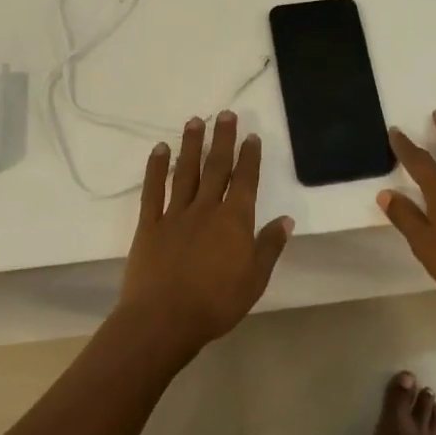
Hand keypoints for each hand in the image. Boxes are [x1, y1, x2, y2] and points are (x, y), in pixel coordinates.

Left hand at [118, 111, 292, 357]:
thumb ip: (269, 247)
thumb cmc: (215, 304)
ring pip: (185, 172)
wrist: (163, 320)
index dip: (249, 157)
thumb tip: (286, 219)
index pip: (245, 181)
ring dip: (191, 145)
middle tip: (225, 114)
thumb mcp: (255, 280)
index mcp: (234, 221)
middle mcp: (206, 208)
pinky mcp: (149, 225)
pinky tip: (159, 149)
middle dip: (222, 139)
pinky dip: (156, 168)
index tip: (251, 135)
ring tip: (195, 121)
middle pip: (216, 167)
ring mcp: (175, 214)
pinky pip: (153, 191)